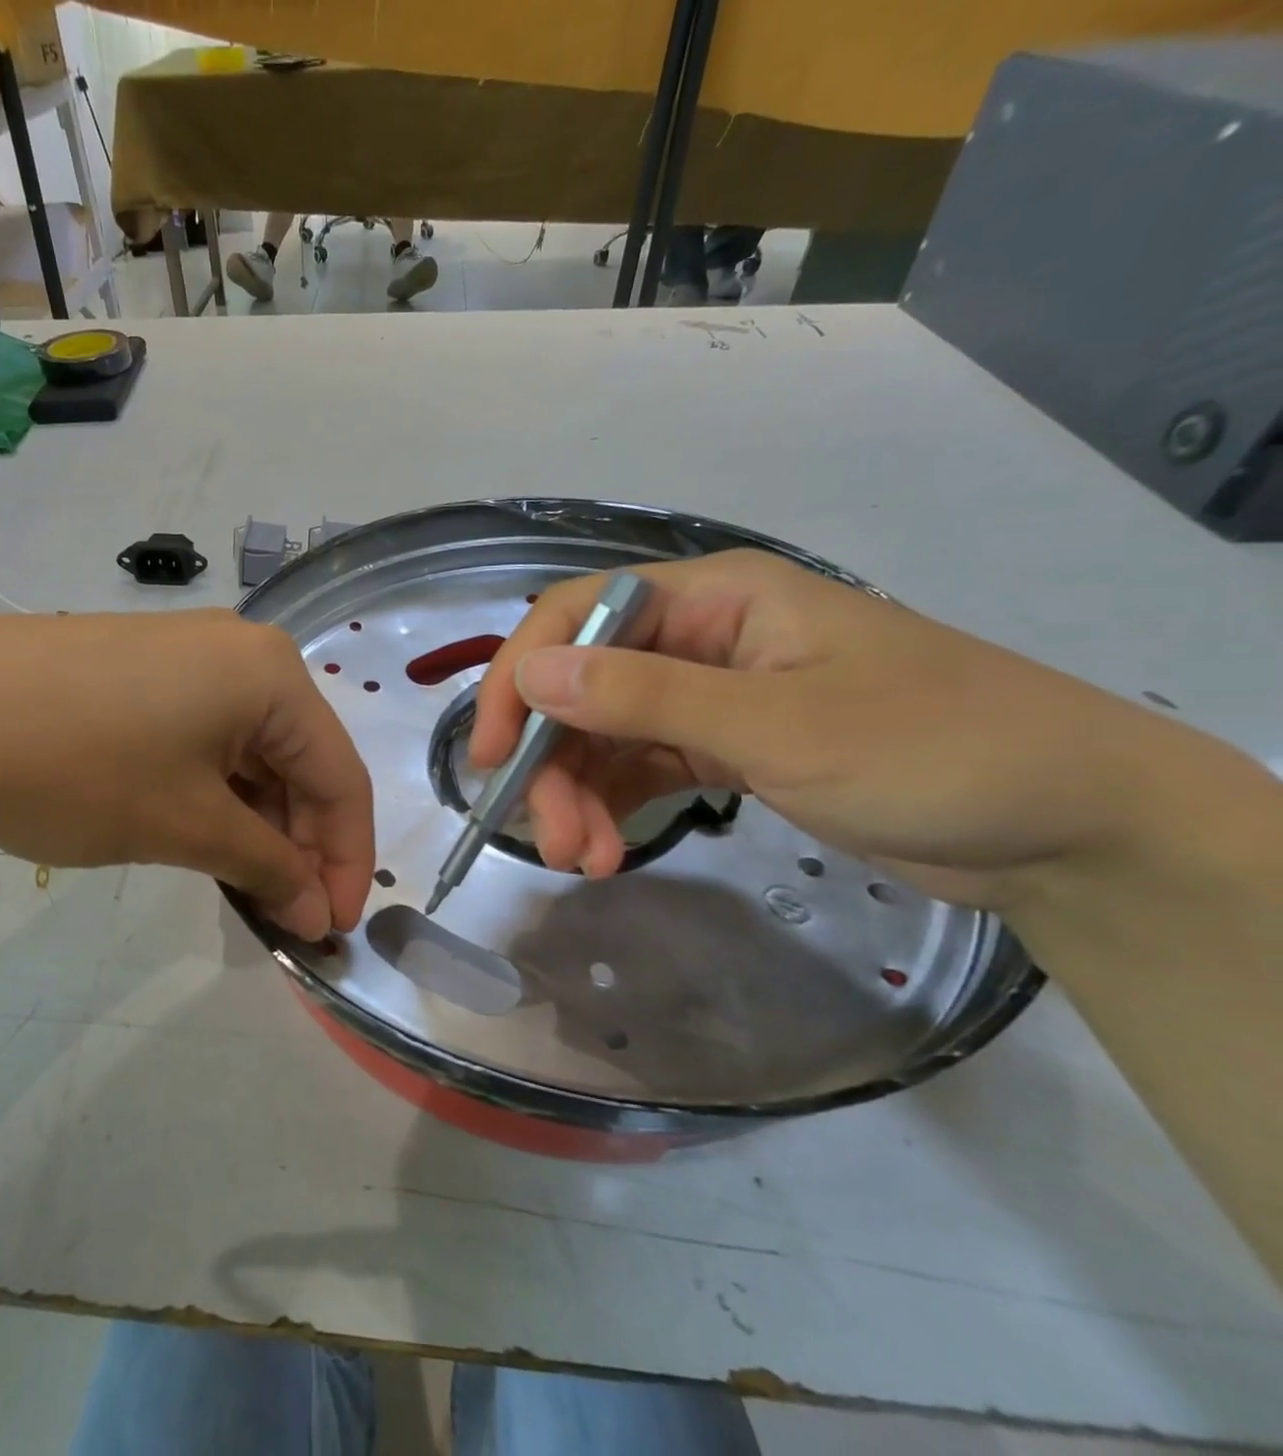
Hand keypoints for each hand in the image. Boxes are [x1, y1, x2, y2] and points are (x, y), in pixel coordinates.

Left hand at [0, 610, 374, 938]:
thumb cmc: (75, 766)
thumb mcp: (186, 825)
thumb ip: (268, 868)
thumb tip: (319, 912)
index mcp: (272, 674)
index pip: (341, 776)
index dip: (348, 860)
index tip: (334, 930)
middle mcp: (243, 652)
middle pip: (301, 761)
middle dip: (301, 844)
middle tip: (286, 916)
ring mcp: (190, 656)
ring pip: (254, 753)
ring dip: (258, 824)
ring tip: (243, 886)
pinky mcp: (145, 672)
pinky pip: (210, 739)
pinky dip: (219, 794)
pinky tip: (205, 836)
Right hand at [471, 550, 1225, 912]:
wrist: (1068, 828)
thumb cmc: (933, 751)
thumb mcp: (778, 725)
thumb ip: (645, 698)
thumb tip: (531, 674)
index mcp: (712, 599)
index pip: (576, 615)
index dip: (520, 678)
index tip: (490, 754)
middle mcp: (697, 638)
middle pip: (581, 686)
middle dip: (552, 762)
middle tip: (549, 839)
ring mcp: (707, 696)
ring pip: (602, 735)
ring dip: (578, 795)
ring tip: (583, 861)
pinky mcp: (721, 749)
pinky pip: (637, 768)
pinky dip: (612, 807)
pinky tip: (605, 850)